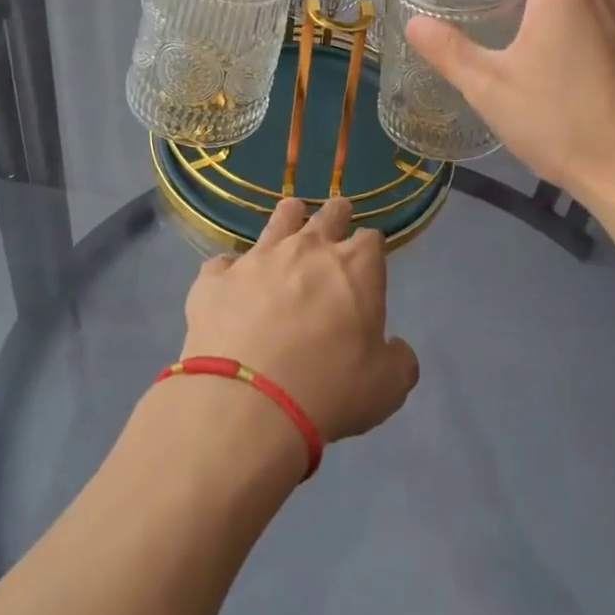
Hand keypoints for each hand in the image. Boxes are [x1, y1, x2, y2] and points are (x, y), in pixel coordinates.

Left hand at [181, 198, 418, 443]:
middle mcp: (307, 249)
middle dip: (336, 214)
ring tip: (290, 213)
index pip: (371, 240)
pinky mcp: (215, 278)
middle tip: (338, 212)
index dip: (370, 248)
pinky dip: (230, 271)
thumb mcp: (386, 388)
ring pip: (277, 222)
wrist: (247, 402)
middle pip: (327, 216)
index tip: (369, 256)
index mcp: (355, 268)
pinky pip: (223, 263)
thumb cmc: (329, 390)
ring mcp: (257, 259)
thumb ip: (399, 361)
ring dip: (287, 218)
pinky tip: (229, 281)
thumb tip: (396, 348)